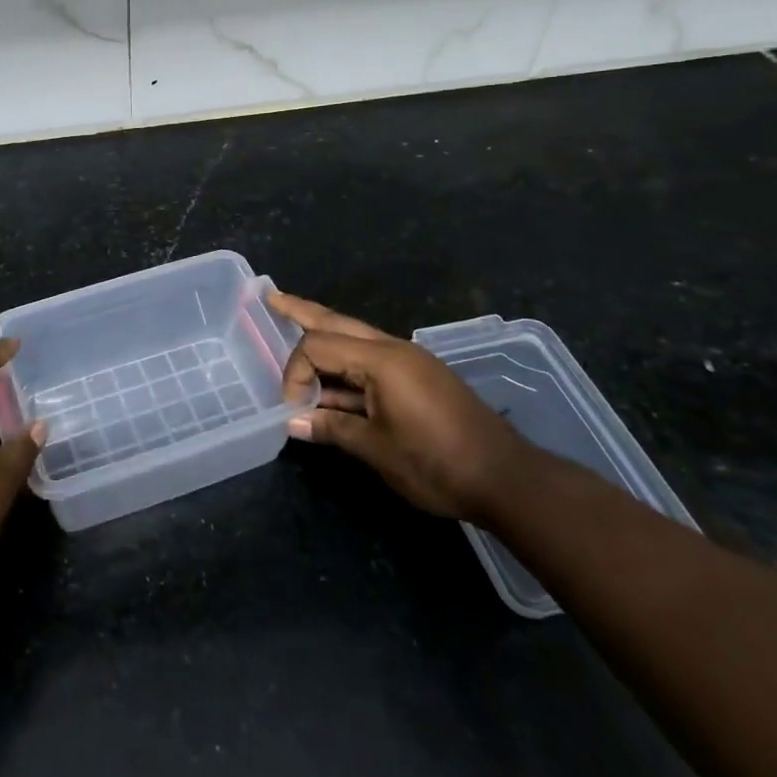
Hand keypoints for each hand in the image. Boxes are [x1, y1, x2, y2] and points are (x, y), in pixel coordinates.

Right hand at [270, 293, 527, 522]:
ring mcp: (408, 362)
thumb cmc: (436, 462)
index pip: (318, 346)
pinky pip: (370, 361)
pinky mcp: (417, 379)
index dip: (295, 373)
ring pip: (354, 338)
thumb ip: (331, 428)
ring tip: (292, 323)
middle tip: (272, 297)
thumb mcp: (376, 449)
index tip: (292, 410)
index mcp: (381, 359)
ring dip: (323, 336)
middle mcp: (393, 349)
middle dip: (302, 310)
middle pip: (337, 322)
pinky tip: (329, 377)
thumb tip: (292, 422)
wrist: (504, 479)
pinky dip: (344, 364)